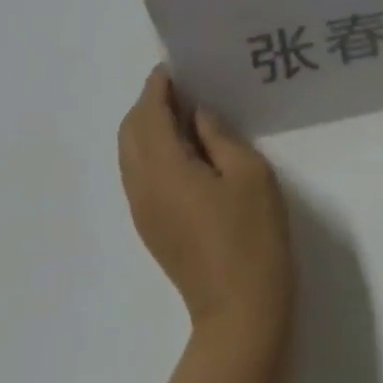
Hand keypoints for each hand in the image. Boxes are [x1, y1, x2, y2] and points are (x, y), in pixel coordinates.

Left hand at [118, 67, 294, 338]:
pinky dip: (151, 151)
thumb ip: (218, 135)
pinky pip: (138, 174)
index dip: (159, 85)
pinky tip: (184, 153)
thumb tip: (197, 114)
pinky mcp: (150, 227)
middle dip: (150, 103)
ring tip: (185, 118)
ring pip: (130, 153)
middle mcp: (141, 185)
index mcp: (163, 168)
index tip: (178, 67)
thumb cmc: (252, 238)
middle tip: (185, 90)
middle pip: (130, 130)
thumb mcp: (249, 174)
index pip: (149, 112)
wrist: (241, 314)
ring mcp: (142, 209)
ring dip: (148, 127)